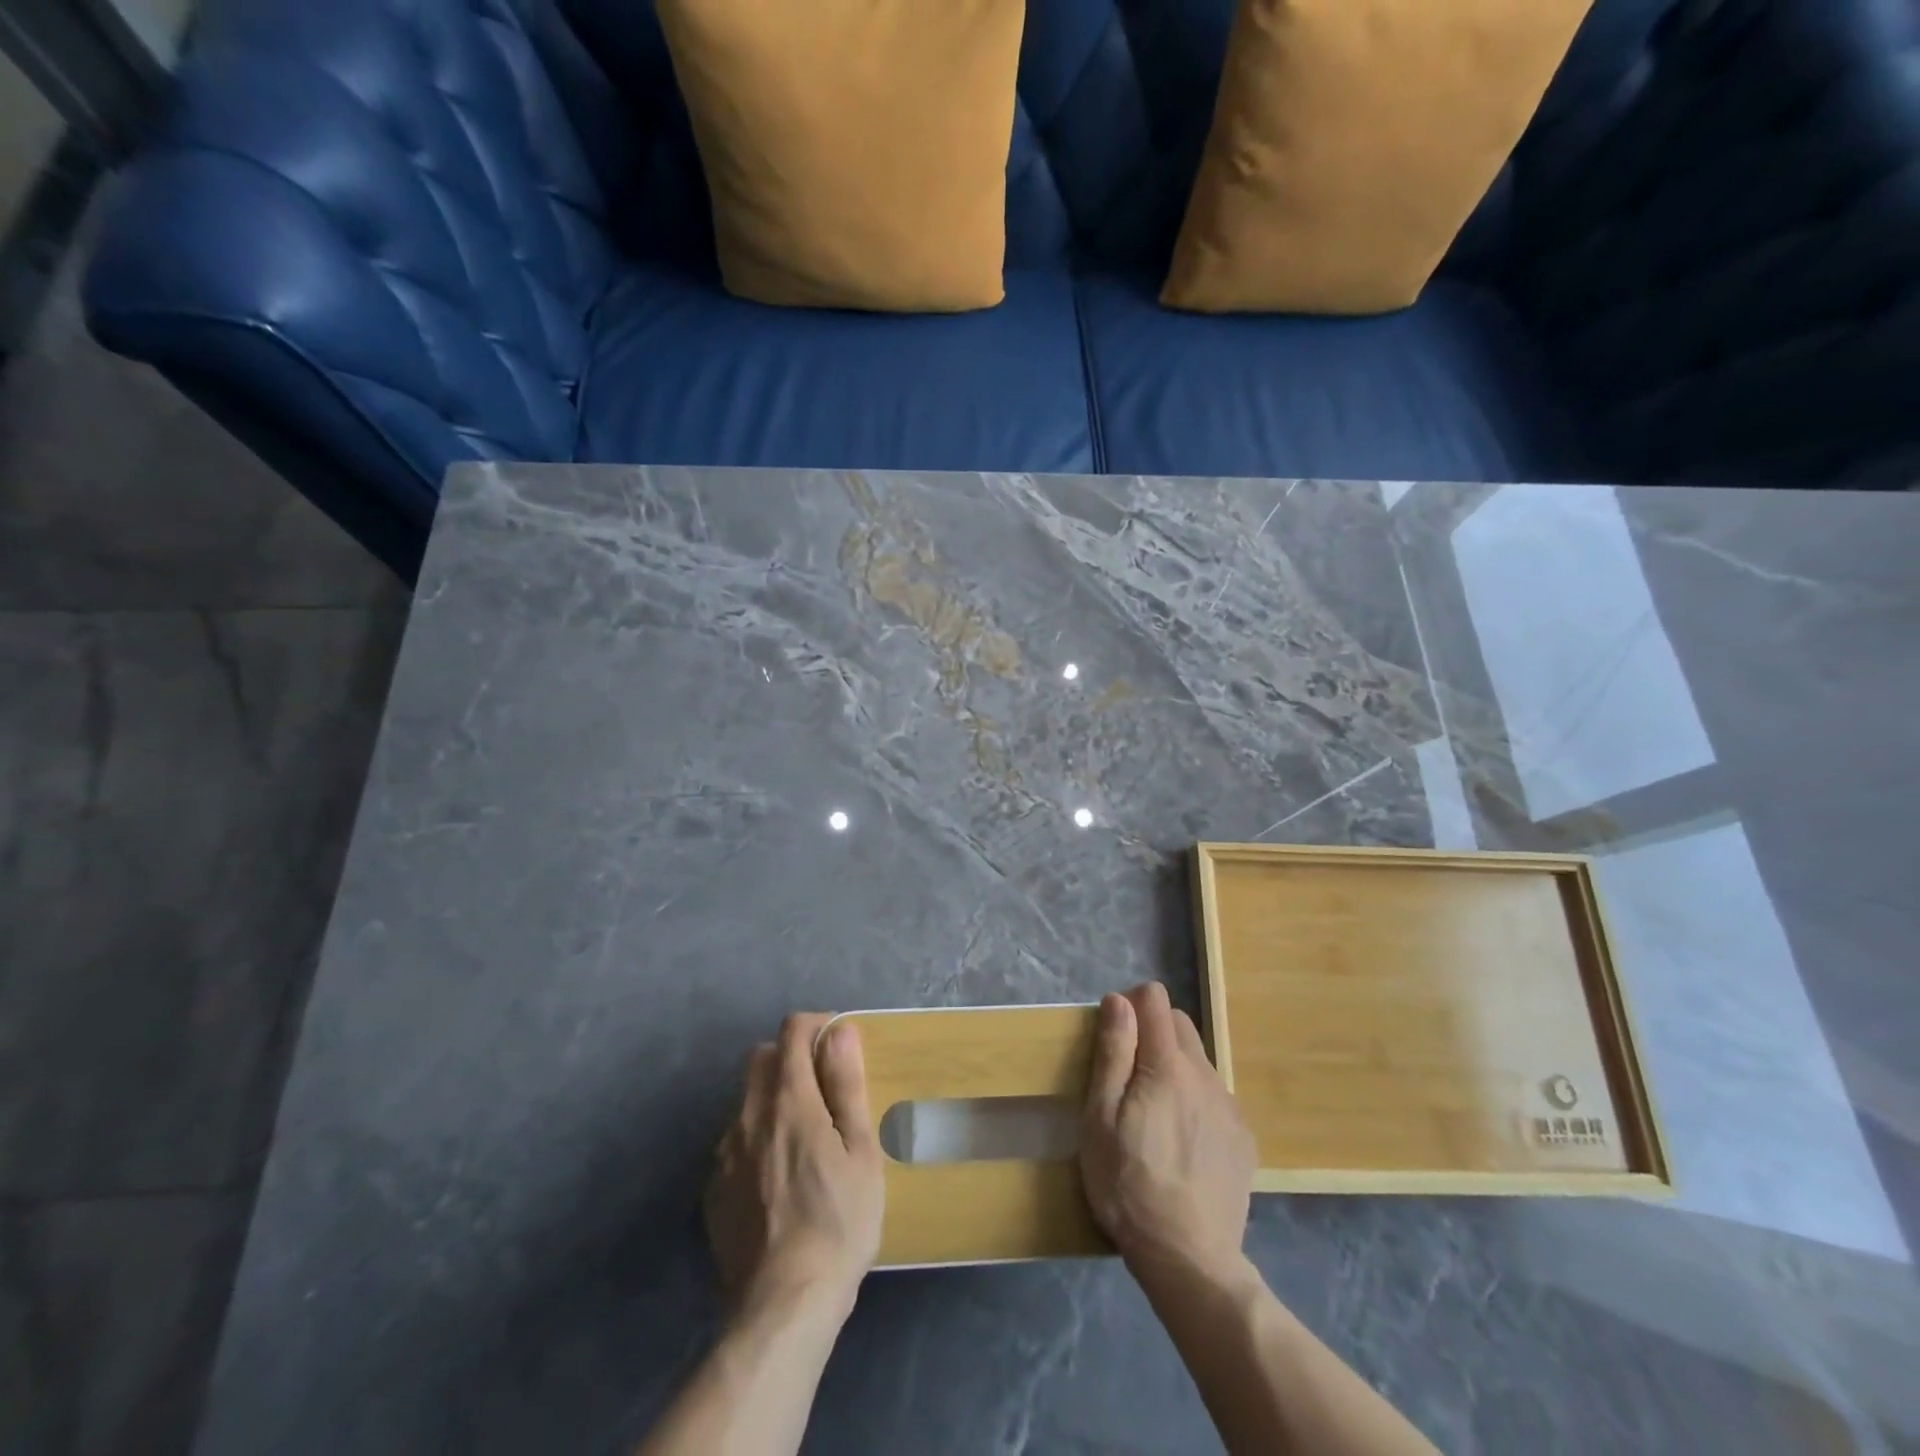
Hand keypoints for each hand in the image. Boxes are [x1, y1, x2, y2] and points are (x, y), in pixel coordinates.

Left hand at [705, 1014, 884, 1319]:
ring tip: (802, 1137)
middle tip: (822, 1087)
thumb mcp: (860, 1149)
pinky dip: (756, 1139)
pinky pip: (734, 1142)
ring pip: (745, 1100)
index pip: (792, 1031)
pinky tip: (778, 1178)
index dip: (817, 1025)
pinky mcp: (712, 1190)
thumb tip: (840, 1031)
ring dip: (771, 1098)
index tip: (838, 1042)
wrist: (784, 1304)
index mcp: (788, 1099)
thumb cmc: (839, 1220)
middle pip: (761, 1058)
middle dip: (790, 1056)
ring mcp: (724, 1153)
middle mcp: (748, 1115)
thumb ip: (846, 1084)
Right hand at [1080, 983, 1255, 1278]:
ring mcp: (1229, 1106)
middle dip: (1152, 1031)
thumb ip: (1113, 1053)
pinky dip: (1194, 1099)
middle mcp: (1205, 1074)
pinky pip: (1214, 1096)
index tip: (1114, 1035)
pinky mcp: (1242, 1138)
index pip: (1155, 999)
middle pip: (1180, 1023)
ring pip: (1198, 1060)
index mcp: (1167, 1065)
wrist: (1189, 1258)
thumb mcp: (1101, 1117)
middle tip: (1127, 1075)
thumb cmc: (1128, 1184)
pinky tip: (1180, 1141)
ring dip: (1174, 1066)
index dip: (1131, 1005)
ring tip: (1153, 1113)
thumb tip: (1119, 1000)